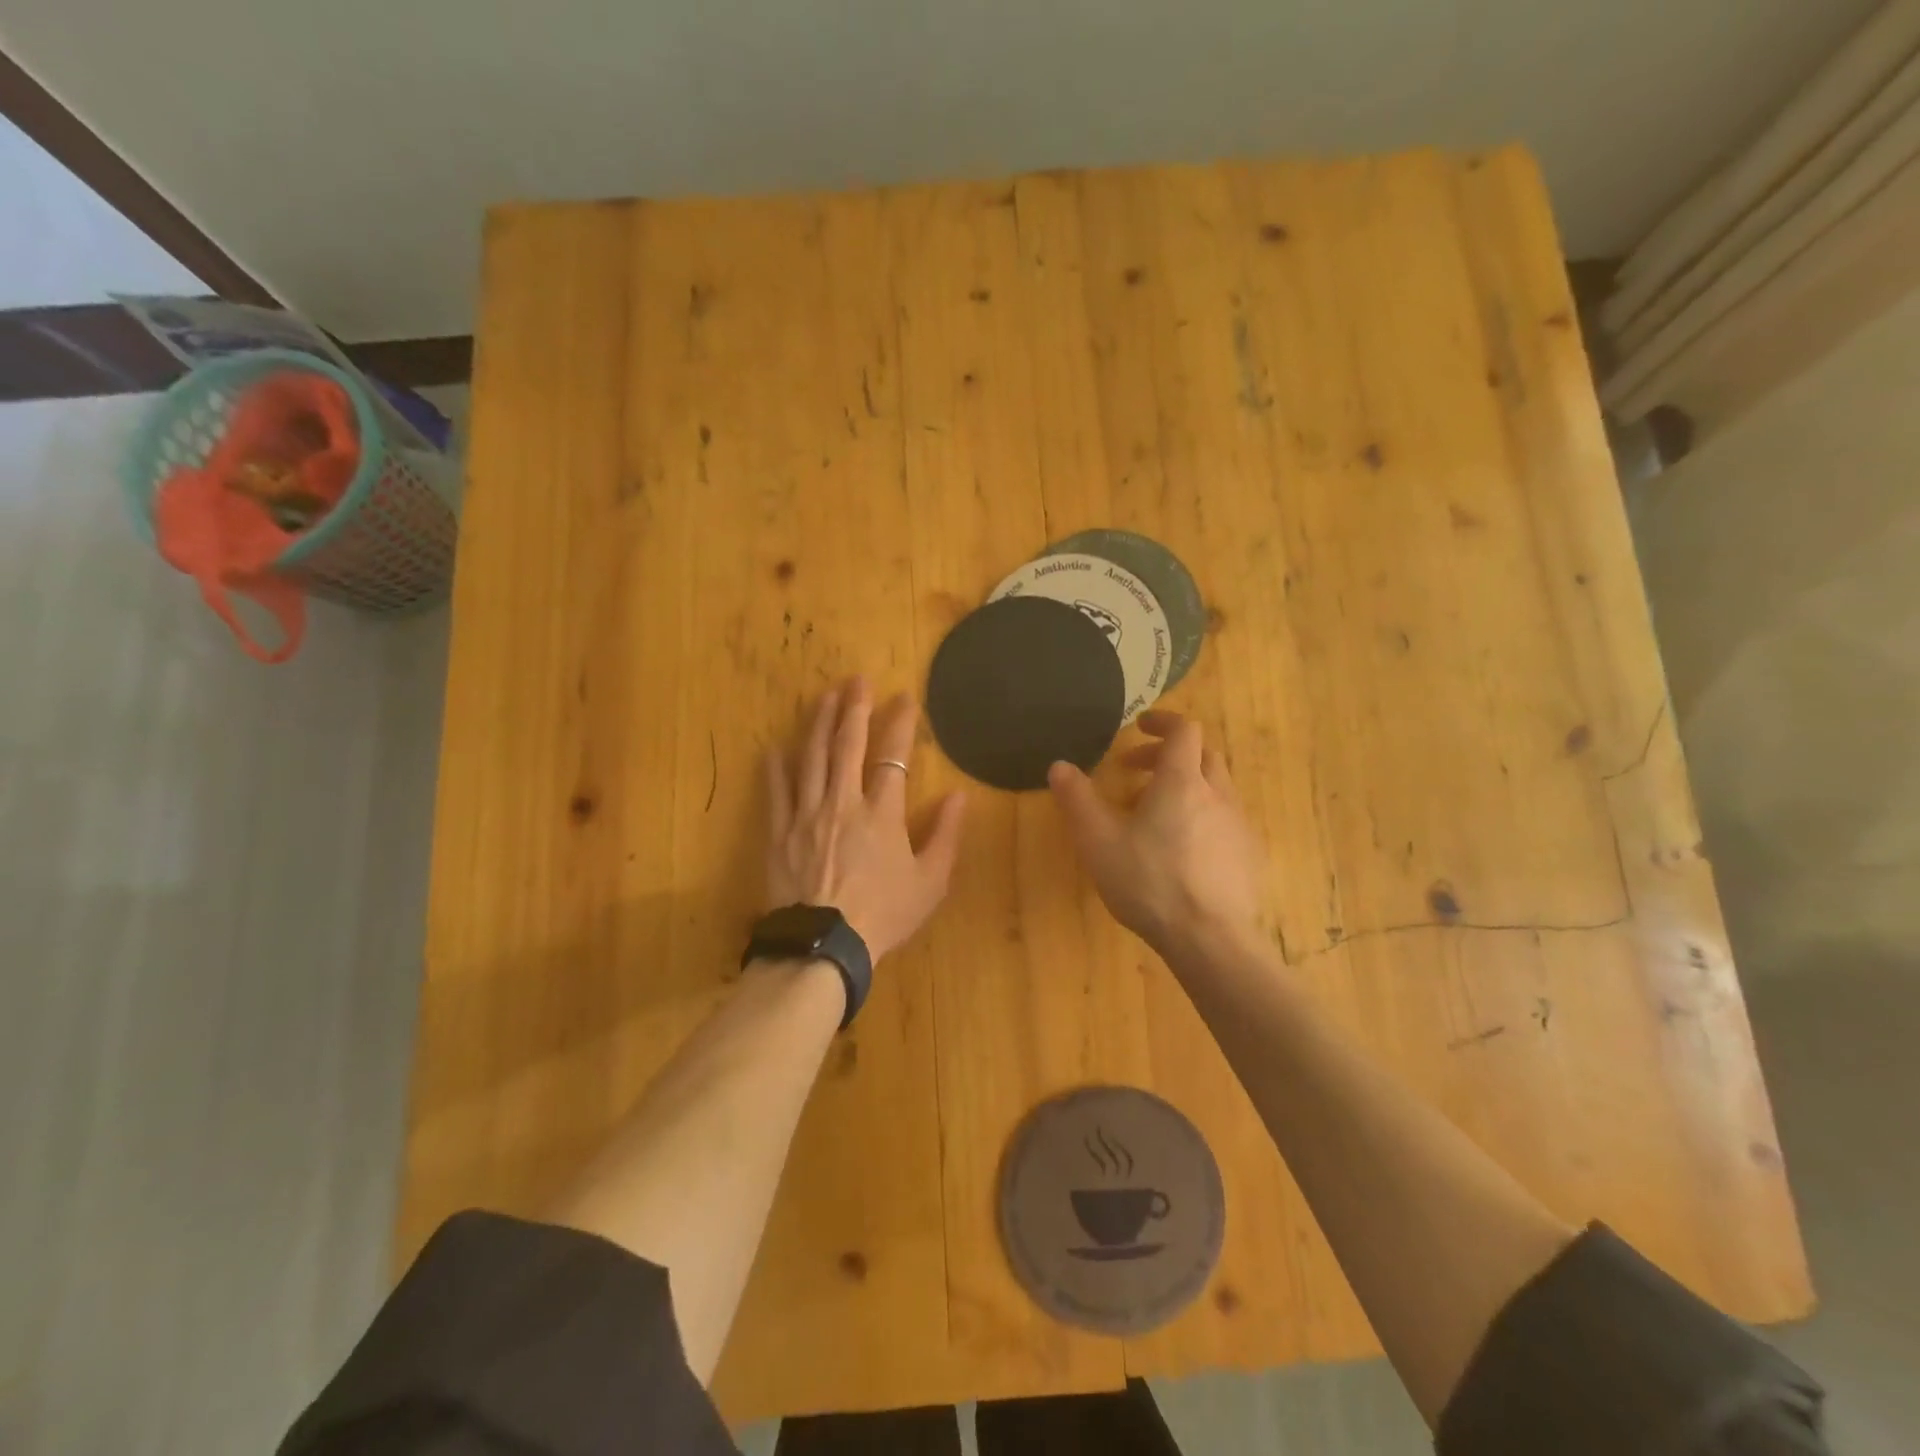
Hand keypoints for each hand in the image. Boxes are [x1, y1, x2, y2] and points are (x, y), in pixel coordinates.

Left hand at [764, 677, 966, 962]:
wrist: (824, 946)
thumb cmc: (883, 915)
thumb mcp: (930, 882)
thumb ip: (946, 835)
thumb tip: (959, 795)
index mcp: (882, 813)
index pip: (893, 756)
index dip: (900, 723)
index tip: (905, 698)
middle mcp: (843, 802)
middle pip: (848, 744)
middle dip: (855, 708)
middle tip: (857, 679)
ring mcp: (807, 814)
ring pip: (812, 757)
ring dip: (820, 723)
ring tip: (825, 696)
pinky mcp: (779, 832)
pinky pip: (776, 791)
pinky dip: (776, 767)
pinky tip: (775, 747)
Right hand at [1048, 711, 1267, 959]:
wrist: (1211, 940)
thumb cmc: (1149, 882)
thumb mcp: (1098, 842)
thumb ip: (1077, 800)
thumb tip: (1059, 766)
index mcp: (1182, 781)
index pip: (1184, 730)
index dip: (1163, 722)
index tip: (1140, 727)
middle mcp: (1218, 793)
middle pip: (1201, 755)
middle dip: (1167, 756)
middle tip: (1135, 774)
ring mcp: (1239, 824)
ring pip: (1215, 787)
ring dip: (1185, 787)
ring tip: (1152, 817)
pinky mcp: (1249, 854)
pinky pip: (1225, 818)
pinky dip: (1202, 815)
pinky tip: (1182, 850)